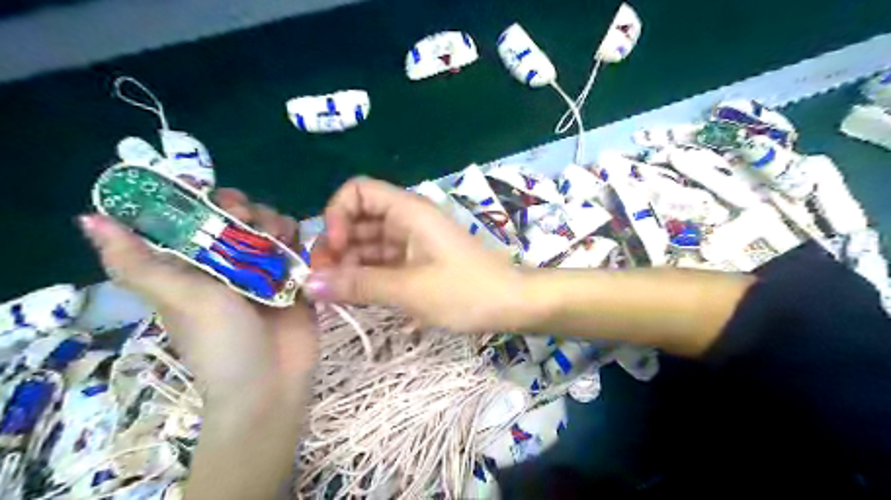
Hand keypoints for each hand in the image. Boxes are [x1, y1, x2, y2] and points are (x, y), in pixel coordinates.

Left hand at [78, 187, 316, 406]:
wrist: (270, 379)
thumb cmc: (219, 341)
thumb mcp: (177, 299)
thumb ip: (138, 262)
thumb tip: (87, 218)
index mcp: (195, 265)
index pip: (198, 216)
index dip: (206, 199)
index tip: (218, 200)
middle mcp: (230, 263)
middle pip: (241, 216)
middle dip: (248, 210)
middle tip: (253, 224)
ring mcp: (266, 270)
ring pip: (272, 227)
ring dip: (276, 223)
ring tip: (279, 241)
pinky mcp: (295, 279)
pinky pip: (299, 246)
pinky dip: (299, 240)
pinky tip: (297, 247)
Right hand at [307, 178, 530, 333]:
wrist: (512, 304)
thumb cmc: (465, 291)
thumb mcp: (409, 289)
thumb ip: (358, 284)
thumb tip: (309, 285)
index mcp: (408, 211)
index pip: (357, 191)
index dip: (337, 215)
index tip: (334, 250)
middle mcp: (407, 220)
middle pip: (358, 220)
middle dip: (336, 248)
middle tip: (325, 285)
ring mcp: (414, 242)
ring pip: (369, 244)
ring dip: (350, 266)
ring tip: (339, 298)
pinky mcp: (419, 262)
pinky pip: (384, 262)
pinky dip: (369, 277)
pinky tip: (359, 299)